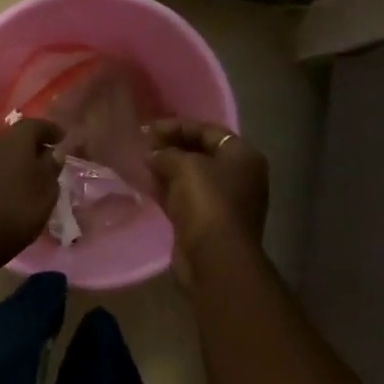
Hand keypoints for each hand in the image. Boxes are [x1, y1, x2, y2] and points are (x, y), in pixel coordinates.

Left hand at [0, 118, 64, 271]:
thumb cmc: (16, 211)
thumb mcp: (46, 192)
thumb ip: (51, 169)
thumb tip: (52, 154)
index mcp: (16, 139)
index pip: (36, 125)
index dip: (51, 130)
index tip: (62, 139)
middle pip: (15, 137)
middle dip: (32, 146)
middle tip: (46, 160)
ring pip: (0, 153)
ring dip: (15, 161)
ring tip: (28, 177)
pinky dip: (1, 174)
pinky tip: (9, 189)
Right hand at [145, 119, 268, 284]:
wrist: (215, 257)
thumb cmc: (207, 201)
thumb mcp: (185, 166)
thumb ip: (167, 153)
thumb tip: (152, 154)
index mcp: (243, 157)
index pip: (209, 131)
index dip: (179, 126)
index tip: (150, 127)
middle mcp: (238, 176)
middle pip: (201, 153)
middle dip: (172, 147)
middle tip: (143, 143)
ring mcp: (224, 201)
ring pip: (191, 177)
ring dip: (167, 169)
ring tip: (140, 161)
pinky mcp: (207, 222)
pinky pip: (184, 197)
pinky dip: (166, 189)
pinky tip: (145, 183)